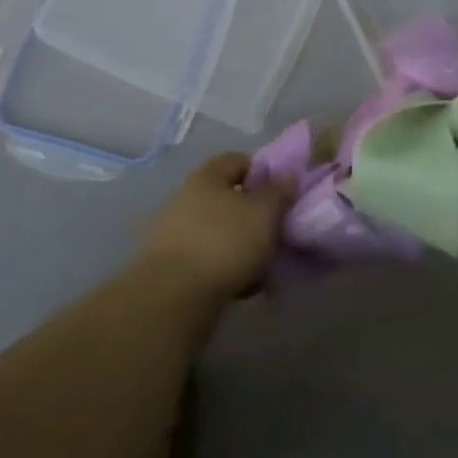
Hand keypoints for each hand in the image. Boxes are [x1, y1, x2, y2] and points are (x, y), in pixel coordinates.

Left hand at [132, 153, 287, 306]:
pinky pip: (207, 258)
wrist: (173, 296)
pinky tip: (242, 285)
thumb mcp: (265, 212)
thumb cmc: (225, 242)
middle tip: (275, 230)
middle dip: (253, 214)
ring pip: (219, 230)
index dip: (262, 172)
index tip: (281, 193)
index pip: (237, 160)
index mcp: (206, 176)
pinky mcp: (170, 265)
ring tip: (263, 264)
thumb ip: (279, 192)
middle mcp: (185, 198)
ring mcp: (173, 232)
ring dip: (241, 244)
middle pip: (227, 197)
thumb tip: (287, 176)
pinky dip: (225, 267)